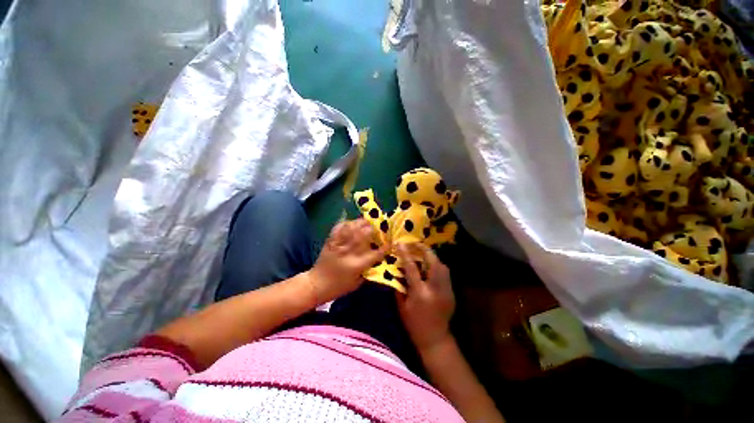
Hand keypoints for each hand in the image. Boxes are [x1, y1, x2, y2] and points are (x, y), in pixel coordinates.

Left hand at [308, 218, 386, 301]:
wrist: (316, 284)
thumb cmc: (339, 286)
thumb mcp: (358, 283)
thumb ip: (368, 269)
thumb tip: (376, 257)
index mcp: (357, 265)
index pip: (375, 253)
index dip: (385, 247)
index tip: (390, 242)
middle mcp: (349, 252)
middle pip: (363, 235)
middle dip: (373, 229)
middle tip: (378, 227)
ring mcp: (339, 245)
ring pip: (351, 228)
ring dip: (360, 223)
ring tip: (366, 221)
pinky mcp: (331, 241)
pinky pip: (338, 228)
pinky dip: (346, 223)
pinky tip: (351, 223)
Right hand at [396, 243, 455, 352]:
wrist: (435, 339)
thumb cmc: (414, 324)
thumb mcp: (402, 306)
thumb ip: (400, 286)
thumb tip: (398, 270)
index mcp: (420, 293)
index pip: (412, 268)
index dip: (406, 254)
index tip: (400, 243)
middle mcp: (435, 288)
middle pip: (433, 262)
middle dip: (424, 250)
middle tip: (415, 244)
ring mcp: (446, 289)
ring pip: (442, 265)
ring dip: (431, 256)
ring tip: (422, 253)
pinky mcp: (451, 291)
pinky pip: (444, 273)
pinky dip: (437, 265)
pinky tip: (429, 265)